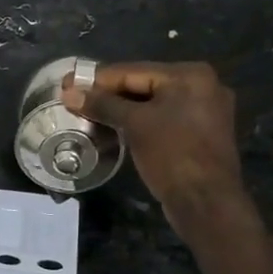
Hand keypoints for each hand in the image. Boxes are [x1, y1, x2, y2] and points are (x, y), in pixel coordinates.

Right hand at [62, 62, 259, 250]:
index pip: (132, 71)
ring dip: (120, 109)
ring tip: (88, 113)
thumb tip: (69, 92)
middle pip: (143, 84)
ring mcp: (204, 110)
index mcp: (190, 75)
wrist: (206, 202)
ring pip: (152, 103)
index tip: (66, 84)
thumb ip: (102, 105)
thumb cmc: (172, 155)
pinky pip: (162, 118)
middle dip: (107, 94)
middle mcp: (202, 86)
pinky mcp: (200, 133)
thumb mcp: (134, 125)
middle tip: (74, 99)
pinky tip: (115, 127)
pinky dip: (138, 121)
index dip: (95, 79)